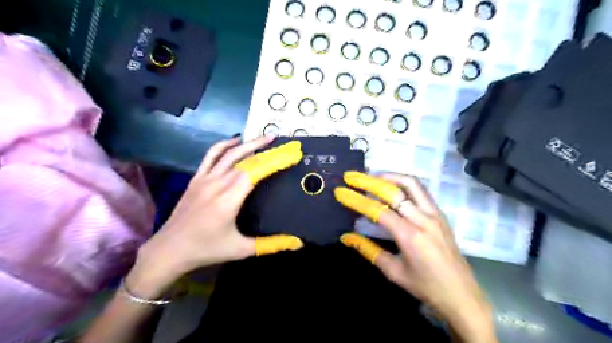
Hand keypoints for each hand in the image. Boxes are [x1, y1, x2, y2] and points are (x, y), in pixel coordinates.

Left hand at [131, 137, 307, 297]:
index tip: (291, 154)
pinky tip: (236, 140)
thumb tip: (298, 243)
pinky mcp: (196, 179)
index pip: (256, 172)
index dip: (274, 161)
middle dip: (267, 150)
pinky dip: (224, 145)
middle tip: (284, 145)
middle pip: (246, 160)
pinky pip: (211, 156)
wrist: (169, 250)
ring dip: (249, 143)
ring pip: (230, 154)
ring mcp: (205, 179)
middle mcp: (217, 184)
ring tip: (266, 137)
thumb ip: (271, 244)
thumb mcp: (241, 249)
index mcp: (229, 200)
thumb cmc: (207, 249)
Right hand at [335, 172, 495, 341]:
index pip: (377, 210)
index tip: (341, 191)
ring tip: (371, 177)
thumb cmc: (426, 287)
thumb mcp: (393, 271)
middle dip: (369, 181)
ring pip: (411, 183)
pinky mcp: (440, 214)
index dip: (356, 199)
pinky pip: (421, 190)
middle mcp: (423, 219)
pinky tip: (392, 187)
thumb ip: (368, 250)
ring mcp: (434, 214)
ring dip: (389, 176)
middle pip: (394, 190)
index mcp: (410, 236)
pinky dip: (403, 183)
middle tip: (352, 176)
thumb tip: (346, 237)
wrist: (462, 295)